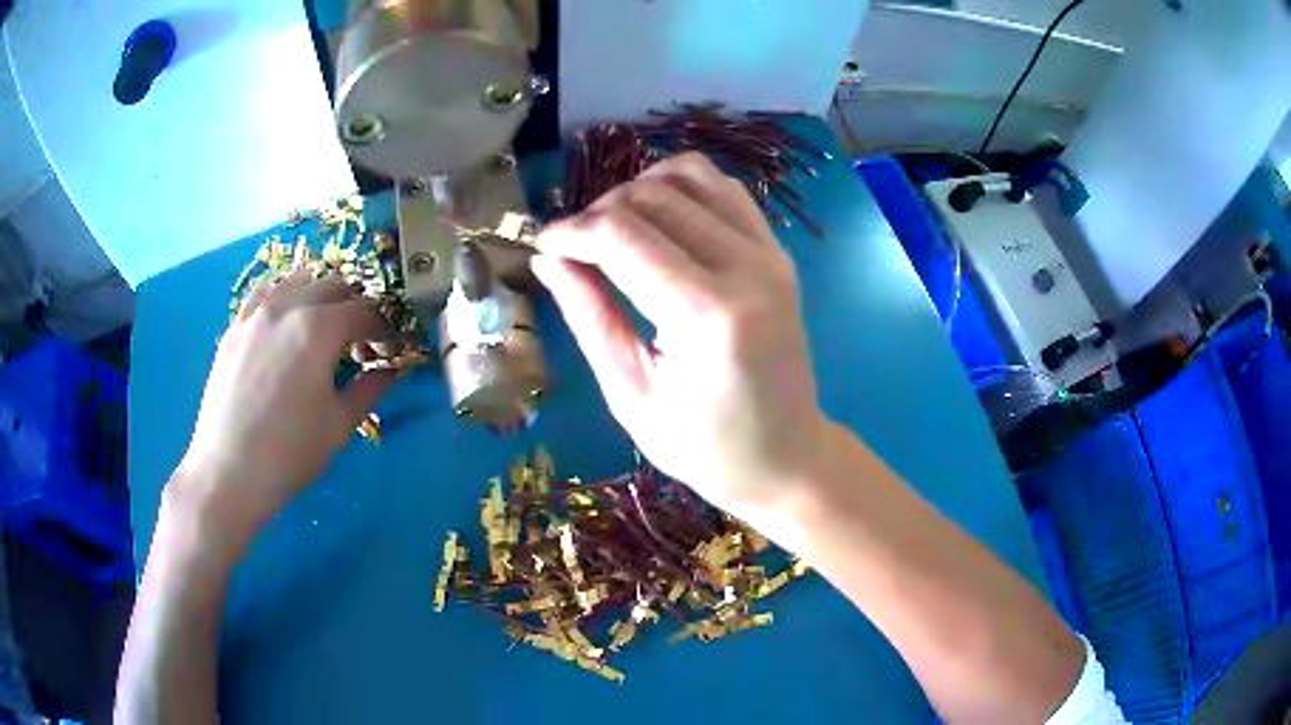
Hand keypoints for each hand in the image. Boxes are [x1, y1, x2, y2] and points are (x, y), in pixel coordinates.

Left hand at [172, 270, 393, 547]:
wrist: (228, 473)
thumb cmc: (290, 453)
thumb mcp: (339, 425)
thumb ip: (370, 389)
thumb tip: (393, 370)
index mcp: (319, 329)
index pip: (364, 311)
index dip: (384, 327)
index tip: (391, 347)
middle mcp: (288, 306)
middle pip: (333, 287)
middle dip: (355, 307)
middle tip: (360, 341)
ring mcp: (256, 313)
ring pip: (297, 281)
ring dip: (320, 295)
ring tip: (324, 325)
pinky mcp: (235, 327)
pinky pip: (264, 293)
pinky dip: (283, 296)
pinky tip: (286, 316)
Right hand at [532, 153, 828, 518]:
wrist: (787, 455)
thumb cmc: (705, 447)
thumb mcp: (632, 394)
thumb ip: (590, 317)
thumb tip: (547, 259)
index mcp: (707, 315)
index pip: (622, 236)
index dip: (571, 231)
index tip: (542, 244)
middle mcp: (746, 267)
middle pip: (653, 197)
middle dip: (599, 212)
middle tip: (574, 249)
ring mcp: (769, 253)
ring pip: (690, 176)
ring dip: (639, 190)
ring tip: (615, 231)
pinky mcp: (777, 251)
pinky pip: (724, 189)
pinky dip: (682, 189)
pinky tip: (660, 224)